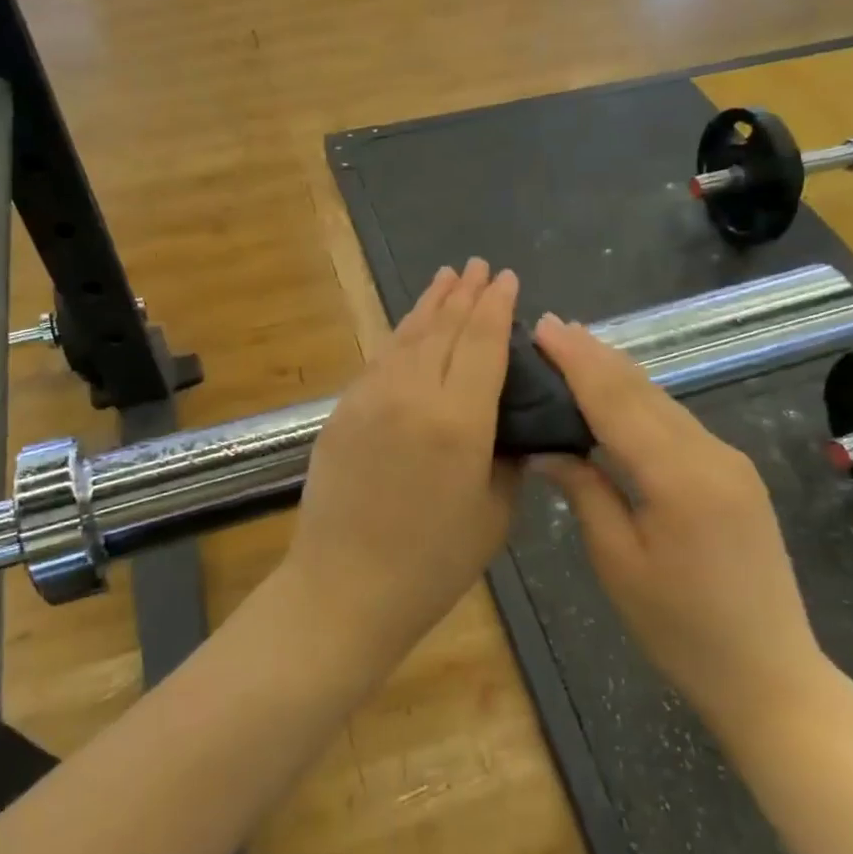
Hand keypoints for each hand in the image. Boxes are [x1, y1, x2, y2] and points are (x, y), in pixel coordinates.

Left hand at [284, 259, 520, 665]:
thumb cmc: (432, 563)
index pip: (482, 343)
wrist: (344, 586)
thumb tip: (509, 421)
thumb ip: (507, 456)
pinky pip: (380, 359)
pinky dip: (401, 334)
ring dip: (430, 304)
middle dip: (464, 294)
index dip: (496, 306)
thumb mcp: (493, 513)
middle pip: (444, 329)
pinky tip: (411, 325)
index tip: (506, 278)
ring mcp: (370, 397)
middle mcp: (412, 394)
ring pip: (407, 336)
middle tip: (479, 266)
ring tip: (447, 277)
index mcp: (459, 420)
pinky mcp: (343, 409)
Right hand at [531, 314, 829, 736]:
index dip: (577, 361)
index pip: (616, 400)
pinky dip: (641, 401)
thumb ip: (585, 490)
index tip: (544, 326)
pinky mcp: (736, 473)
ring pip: (663, 401)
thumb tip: (547, 446)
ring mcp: (730, 461)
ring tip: (574, 350)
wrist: (771, 674)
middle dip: (595, 355)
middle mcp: (711, 453)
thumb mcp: (617, 562)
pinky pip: (679, 423)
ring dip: (617, 373)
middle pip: (643, 390)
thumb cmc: (681, 630)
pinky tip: (617, 395)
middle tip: (551, 328)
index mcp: (679, 477)